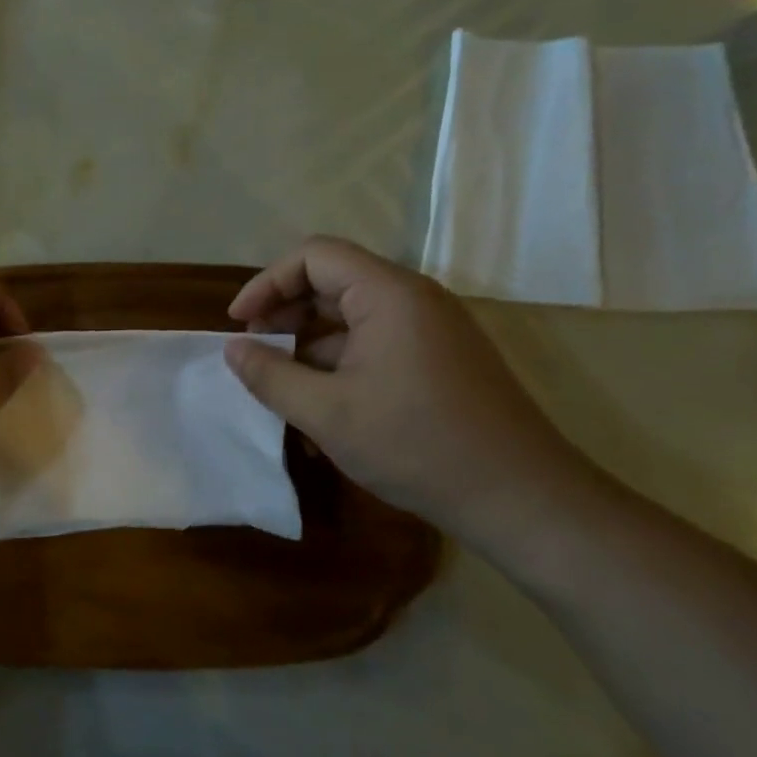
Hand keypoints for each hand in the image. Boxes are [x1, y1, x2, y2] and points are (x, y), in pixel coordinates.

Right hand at [225, 236, 591, 534]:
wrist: (523, 499)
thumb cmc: (416, 445)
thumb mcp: (326, 413)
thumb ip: (269, 376)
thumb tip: (233, 349)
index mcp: (388, 294)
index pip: (314, 256)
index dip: (267, 283)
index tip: (238, 323)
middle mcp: (413, 299)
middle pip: (333, 282)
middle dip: (284, 313)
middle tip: (253, 350)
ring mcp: (431, 330)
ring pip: (352, 318)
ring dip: (309, 345)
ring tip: (280, 388)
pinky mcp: (440, 360)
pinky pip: (376, 345)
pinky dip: (339, 365)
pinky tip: (320, 411)